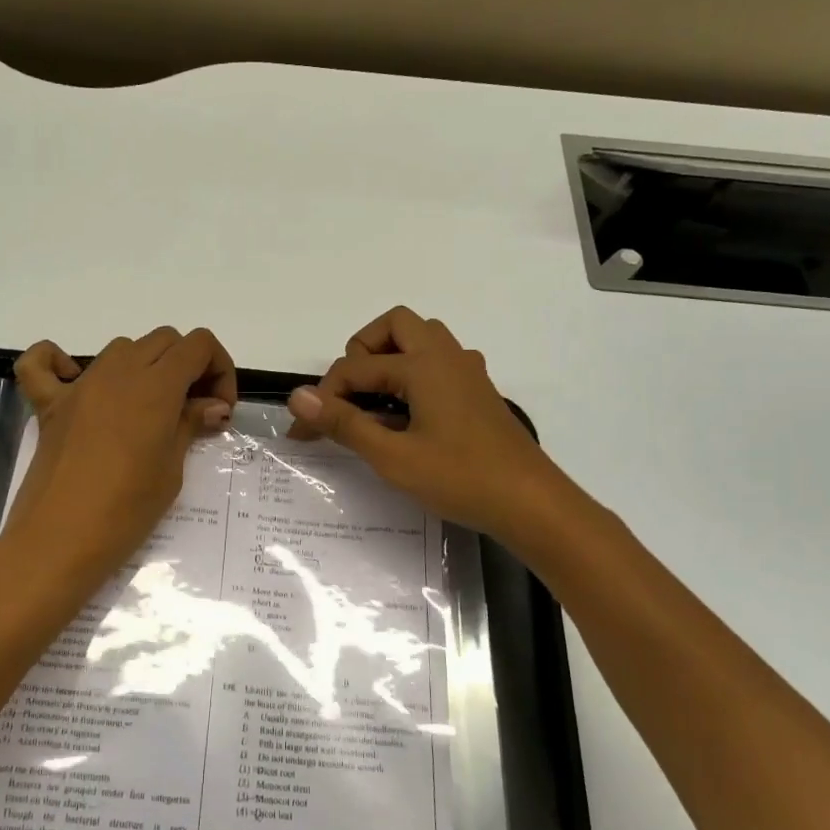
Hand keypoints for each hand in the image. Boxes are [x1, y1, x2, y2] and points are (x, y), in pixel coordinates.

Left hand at [5, 326, 237, 594]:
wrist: (59, 541)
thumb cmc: (126, 510)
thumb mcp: (172, 470)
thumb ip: (190, 424)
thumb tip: (213, 405)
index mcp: (156, 385)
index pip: (198, 344)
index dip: (219, 368)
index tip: (219, 408)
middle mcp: (118, 372)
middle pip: (164, 340)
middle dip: (188, 366)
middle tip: (193, 410)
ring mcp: (80, 385)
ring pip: (121, 348)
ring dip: (144, 366)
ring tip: (150, 409)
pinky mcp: (49, 404)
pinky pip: (41, 363)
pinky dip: (57, 362)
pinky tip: (76, 383)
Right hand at [287, 307, 561, 545]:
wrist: (532, 504)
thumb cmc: (461, 478)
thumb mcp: (393, 457)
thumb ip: (344, 423)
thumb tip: (298, 396)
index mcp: (423, 365)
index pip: (356, 368)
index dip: (323, 399)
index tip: (302, 433)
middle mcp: (446, 356)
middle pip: (394, 325)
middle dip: (362, 352)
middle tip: (349, 395)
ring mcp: (468, 372)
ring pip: (421, 340)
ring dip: (390, 358)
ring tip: (375, 403)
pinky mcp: (479, 392)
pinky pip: (439, 362)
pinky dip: (414, 374)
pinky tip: (409, 415)